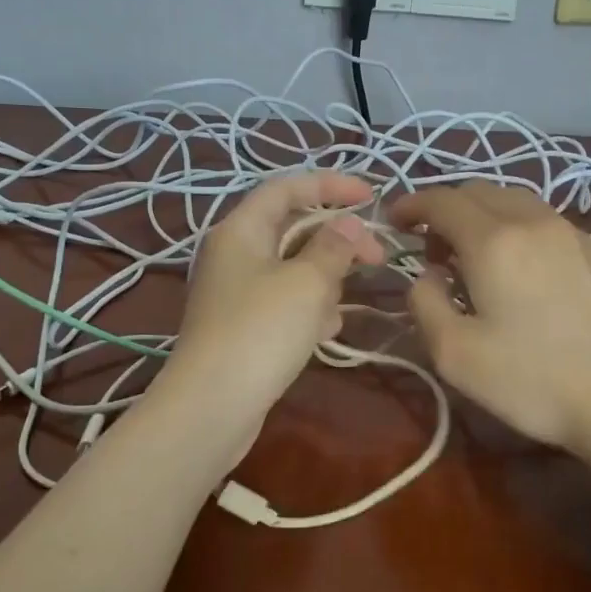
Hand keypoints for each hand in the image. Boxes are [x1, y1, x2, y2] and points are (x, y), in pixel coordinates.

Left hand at [158, 171, 386, 448]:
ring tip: (342, 304)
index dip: (331, 185)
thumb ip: (333, 247)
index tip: (372, 196)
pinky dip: (309, 309)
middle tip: (378, 257)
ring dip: (325, 279)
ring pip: (293, 268)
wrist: (212, 406)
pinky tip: (326, 331)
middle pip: (292, 228)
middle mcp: (235, 254)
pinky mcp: (244, 326)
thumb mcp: (308, 282)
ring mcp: (237, 292)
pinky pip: (285, 302)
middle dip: (337, 239)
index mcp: (241, 229)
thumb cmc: (262, 331)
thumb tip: (348, 224)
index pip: (287, 187)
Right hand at [388, 180, 590, 453]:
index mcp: (493, 241)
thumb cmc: (533, 381)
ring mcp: (574, 234)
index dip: (412, 204)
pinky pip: (547, 223)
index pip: (442, 200)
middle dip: (446, 210)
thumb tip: (428, 275)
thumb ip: (424, 302)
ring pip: (517, 201)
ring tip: (477, 258)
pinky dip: (520, 230)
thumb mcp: (454, 354)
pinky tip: (525, 272)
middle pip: (479, 191)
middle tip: (434, 252)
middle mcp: (534, 222)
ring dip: (484, 216)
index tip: (396, 222)